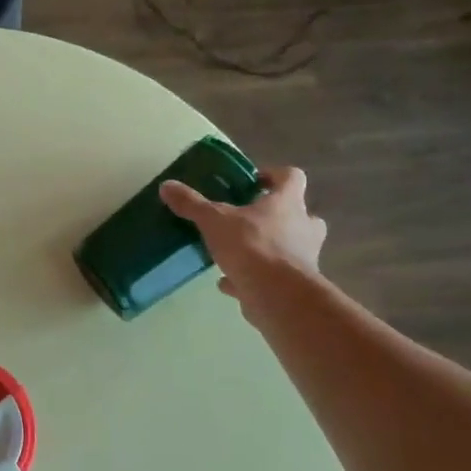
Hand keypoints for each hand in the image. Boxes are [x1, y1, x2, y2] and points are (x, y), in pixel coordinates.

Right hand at [160, 166, 326, 318]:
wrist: (277, 295)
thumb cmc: (252, 246)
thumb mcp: (214, 220)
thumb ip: (192, 204)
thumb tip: (166, 186)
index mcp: (288, 203)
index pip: (292, 177)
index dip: (275, 175)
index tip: (254, 181)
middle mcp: (303, 227)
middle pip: (297, 213)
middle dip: (276, 215)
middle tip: (249, 217)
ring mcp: (302, 257)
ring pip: (288, 246)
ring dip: (265, 246)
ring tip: (235, 251)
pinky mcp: (293, 285)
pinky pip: (271, 276)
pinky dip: (250, 277)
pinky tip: (226, 281)